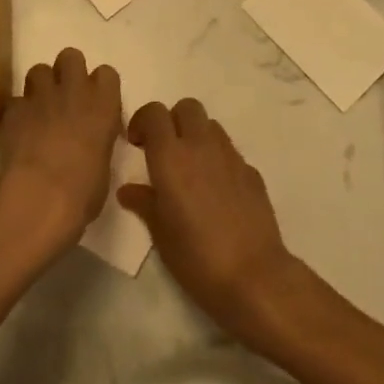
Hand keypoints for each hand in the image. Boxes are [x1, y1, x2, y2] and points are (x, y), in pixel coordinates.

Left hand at [0, 48, 121, 252]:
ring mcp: (40, 96)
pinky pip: (16, 100)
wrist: (39, 197)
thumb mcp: (104, 166)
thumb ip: (98, 141)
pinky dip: (19, 112)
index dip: (100, 87)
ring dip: (40, 86)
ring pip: (39, 70)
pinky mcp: (13, 109)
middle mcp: (73, 90)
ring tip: (40, 110)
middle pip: (71, 56)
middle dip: (68, 72)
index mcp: (103, 104)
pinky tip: (20, 131)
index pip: (107, 74)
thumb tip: (90, 142)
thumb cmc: (83, 192)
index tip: (97, 106)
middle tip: (66, 98)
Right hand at [118, 99, 297, 341]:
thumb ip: (144, 203)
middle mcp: (200, 145)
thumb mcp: (160, 234)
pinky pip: (230, 152)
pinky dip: (218, 160)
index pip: (154, 113)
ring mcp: (230, 156)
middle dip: (173, 121)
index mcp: (171, 155)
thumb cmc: (196, 256)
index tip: (137, 145)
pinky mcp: (252, 172)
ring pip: (210, 126)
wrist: (254, 276)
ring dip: (197, 136)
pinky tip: (217, 192)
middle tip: (165, 151)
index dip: (143, 122)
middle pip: (186, 107)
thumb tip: (129, 190)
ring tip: (191, 169)